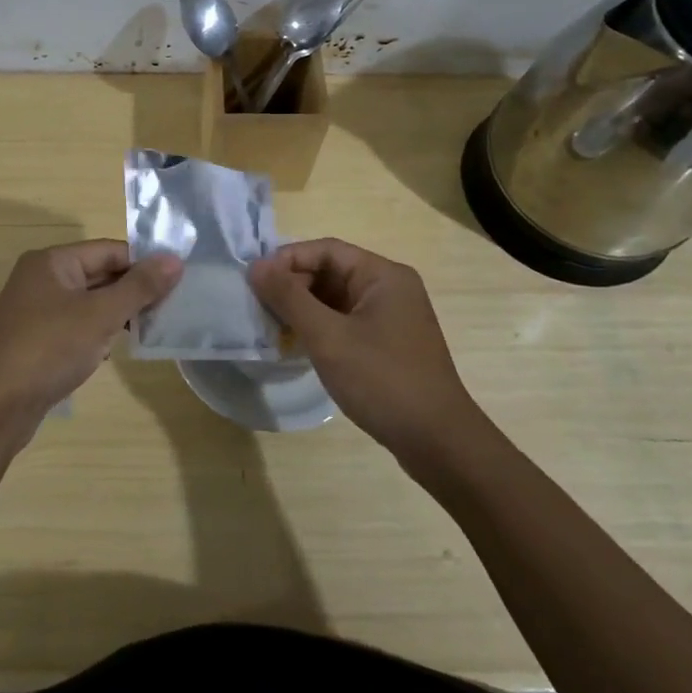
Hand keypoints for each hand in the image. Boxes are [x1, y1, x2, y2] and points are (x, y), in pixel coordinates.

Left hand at [0, 241, 182, 445]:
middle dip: (132, 290)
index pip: (109, 250)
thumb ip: (139, 287)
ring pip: (88, 302)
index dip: (143, 263)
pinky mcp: (36, 339)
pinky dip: (97, 332)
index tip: (176, 282)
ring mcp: (36, 310)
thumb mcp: (100, 314)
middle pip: (99, 274)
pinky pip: (76, 325)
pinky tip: (114, 349)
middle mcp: (41, 278)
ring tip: (150, 328)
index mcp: (52, 261)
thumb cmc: (50, 348)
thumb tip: (175, 260)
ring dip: (117, 313)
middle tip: (170, 307)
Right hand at [249, 238, 481, 461]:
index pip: (326, 250)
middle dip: (292, 285)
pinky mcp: (386, 344)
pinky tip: (295, 345)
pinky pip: (344, 322)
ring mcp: (390, 318)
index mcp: (383, 275)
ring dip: (302, 308)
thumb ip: (289, 297)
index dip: (287, 259)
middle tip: (257, 306)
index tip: (253, 280)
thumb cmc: (382, 380)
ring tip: (270, 326)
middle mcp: (389, 289)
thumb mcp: (328, 337)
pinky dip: (318, 328)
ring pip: (335, 299)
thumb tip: (256, 266)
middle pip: (330, 272)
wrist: (437, 442)